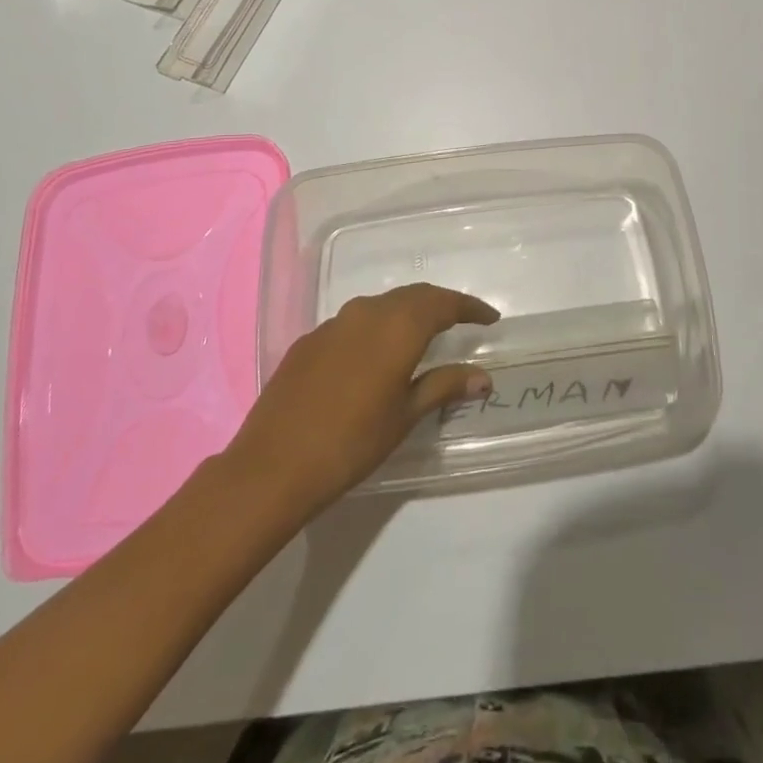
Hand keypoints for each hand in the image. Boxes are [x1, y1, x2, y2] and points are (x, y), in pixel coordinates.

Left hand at [228, 283, 499, 514]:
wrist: (272, 466)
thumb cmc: (351, 443)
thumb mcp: (405, 416)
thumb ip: (444, 386)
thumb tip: (483, 377)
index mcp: (398, 327)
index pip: (443, 304)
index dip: (470, 308)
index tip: (490, 318)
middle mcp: (367, 312)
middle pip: (413, 296)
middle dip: (440, 304)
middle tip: (461, 320)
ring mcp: (334, 323)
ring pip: (382, 305)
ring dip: (407, 313)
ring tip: (423, 333)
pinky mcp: (309, 340)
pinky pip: (354, 322)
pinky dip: (376, 328)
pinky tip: (375, 353)